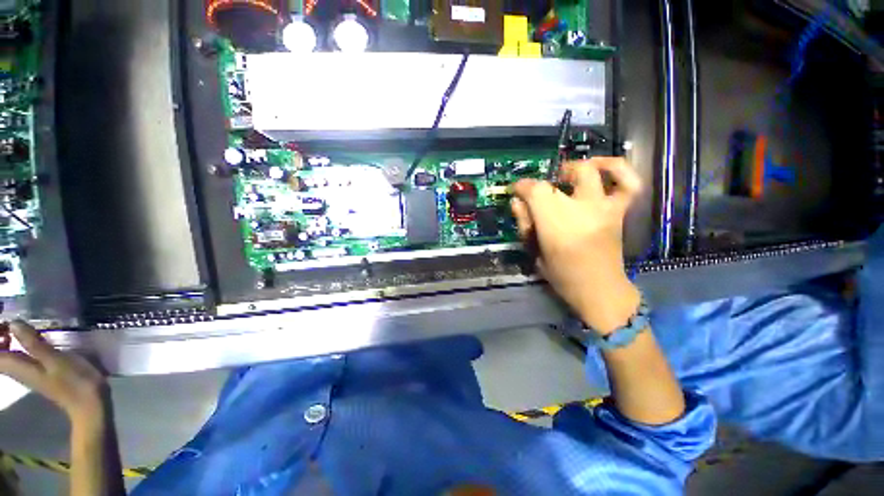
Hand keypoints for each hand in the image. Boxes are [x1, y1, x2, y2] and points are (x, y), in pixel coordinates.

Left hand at [0, 321, 106, 420]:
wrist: (88, 403)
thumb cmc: (74, 381)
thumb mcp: (56, 361)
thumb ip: (34, 344)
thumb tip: (13, 323)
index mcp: (19, 367)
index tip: (6, 320)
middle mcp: (18, 370)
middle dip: (1, 336)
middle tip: (11, 321)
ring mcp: (28, 371)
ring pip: (7, 354)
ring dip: (7, 339)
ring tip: (18, 325)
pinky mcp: (37, 370)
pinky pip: (19, 355)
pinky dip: (18, 344)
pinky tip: (31, 337)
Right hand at [511, 157, 641, 333]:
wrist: (600, 289)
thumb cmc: (562, 274)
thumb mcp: (534, 252)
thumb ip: (525, 223)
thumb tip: (517, 201)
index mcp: (556, 224)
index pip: (536, 191)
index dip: (523, 186)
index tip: (516, 191)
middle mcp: (581, 210)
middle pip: (558, 180)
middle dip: (542, 183)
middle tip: (538, 194)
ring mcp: (603, 208)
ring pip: (592, 171)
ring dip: (574, 169)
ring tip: (565, 176)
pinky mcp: (619, 211)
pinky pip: (628, 183)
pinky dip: (617, 169)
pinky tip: (602, 169)